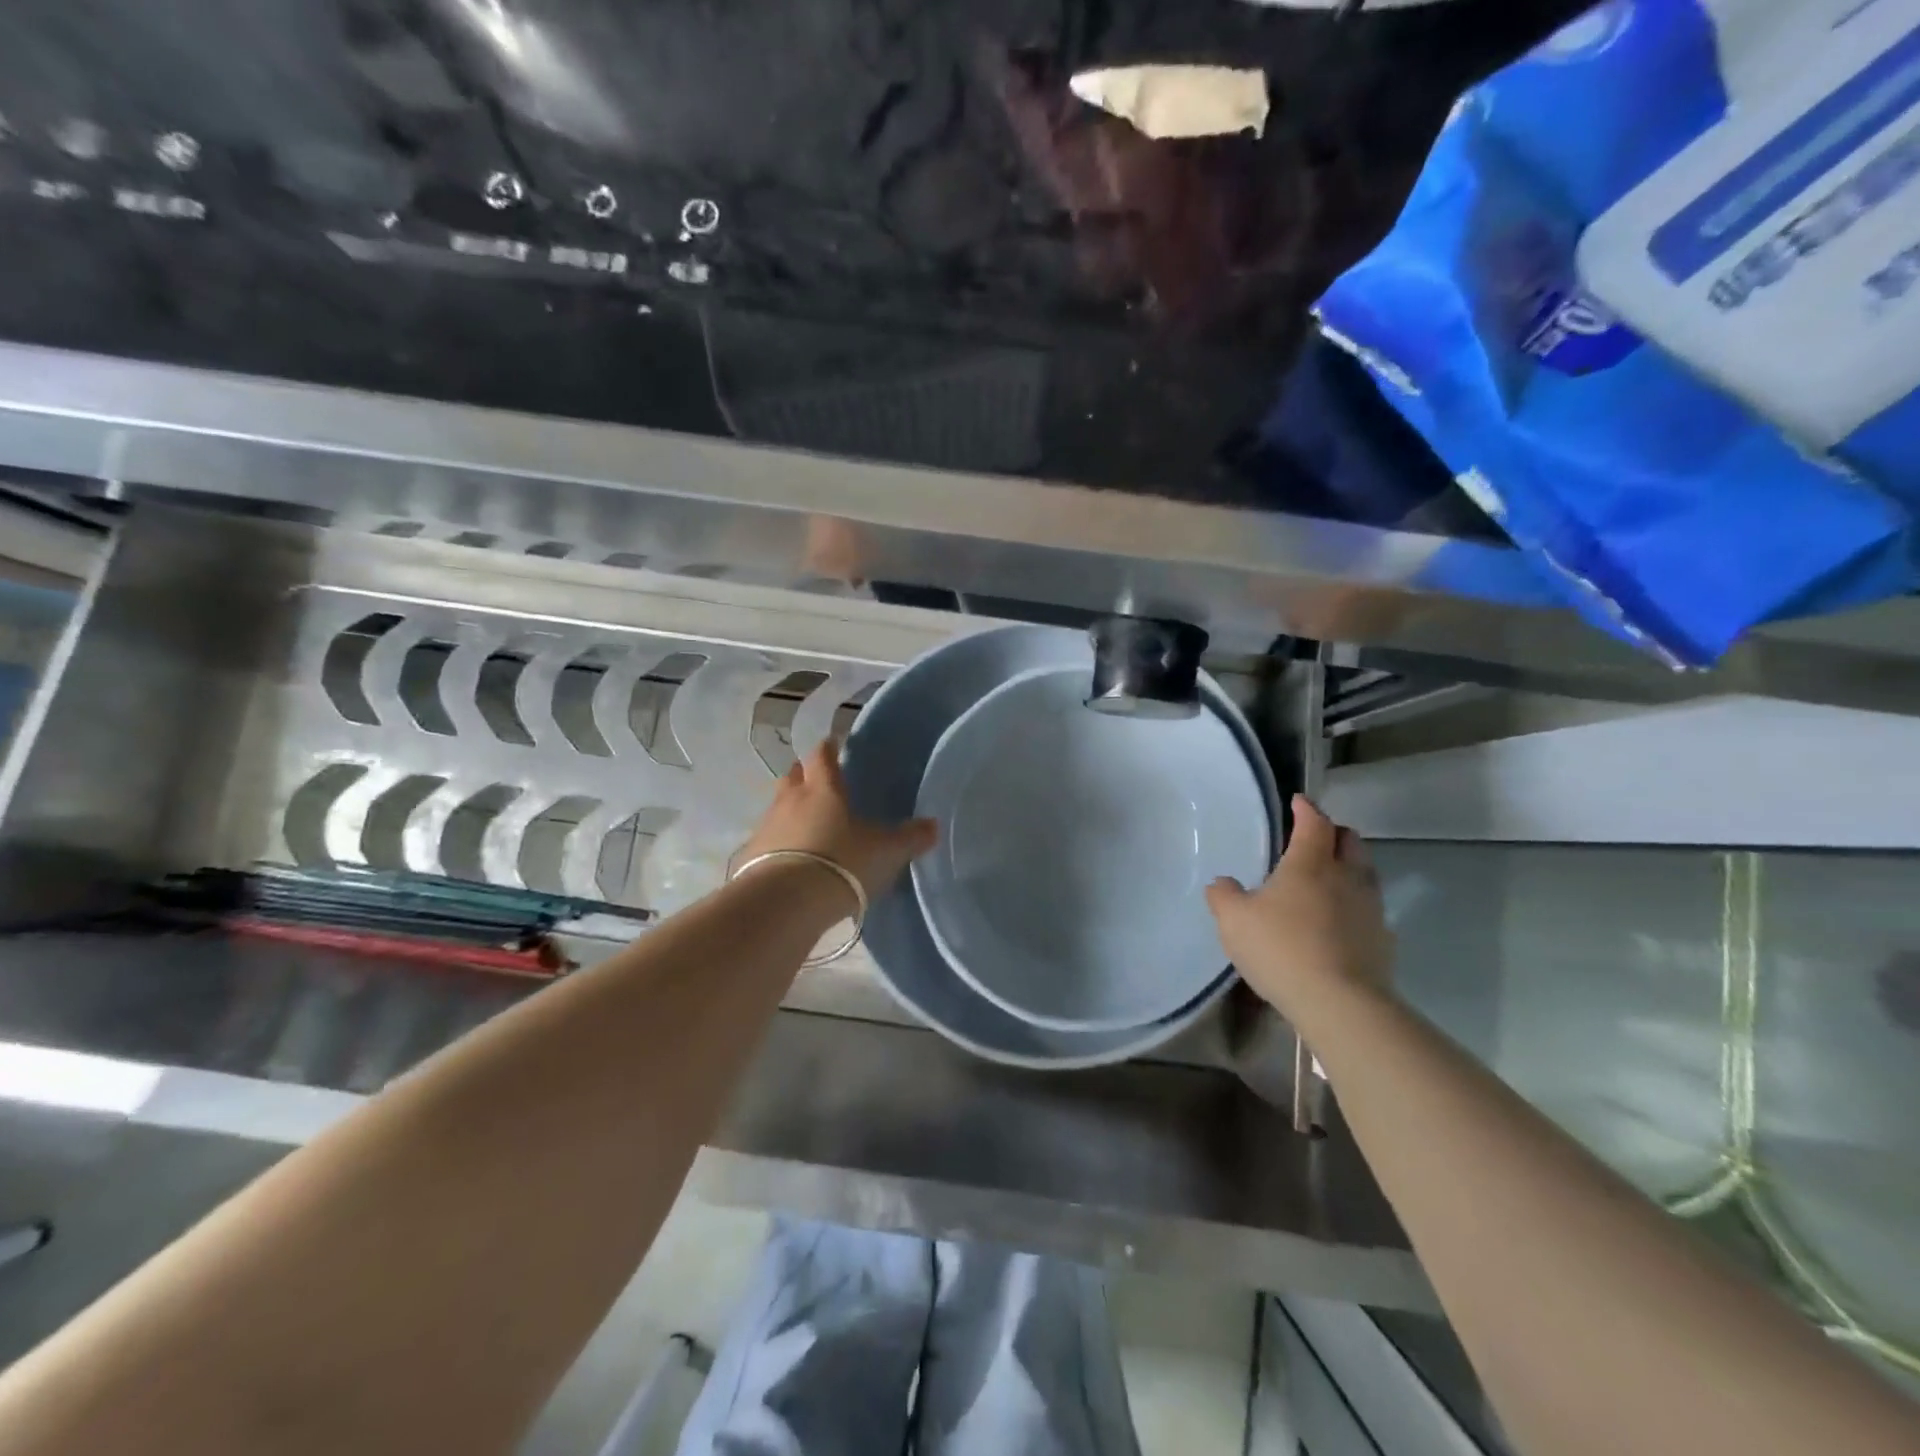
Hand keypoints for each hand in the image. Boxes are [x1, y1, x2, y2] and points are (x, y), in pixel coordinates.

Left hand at [738, 742, 937, 899]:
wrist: (786, 902)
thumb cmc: (842, 863)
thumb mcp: (886, 852)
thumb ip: (910, 838)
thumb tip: (933, 826)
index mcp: (823, 789)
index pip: (822, 755)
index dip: (828, 748)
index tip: (833, 744)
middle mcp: (790, 800)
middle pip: (793, 776)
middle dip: (804, 775)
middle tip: (818, 784)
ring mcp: (766, 828)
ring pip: (777, 808)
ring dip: (789, 812)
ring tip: (806, 827)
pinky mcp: (750, 857)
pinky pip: (766, 842)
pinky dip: (777, 845)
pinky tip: (788, 860)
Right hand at [1206, 795, 1393, 1021]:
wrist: (1340, 1003)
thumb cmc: (1281, 949)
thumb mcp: (1234, 921)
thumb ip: (1224, 896)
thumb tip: (1223, 883)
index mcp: (1310, 863)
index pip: (1314, 822)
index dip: (1306, 809)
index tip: (1298, 802)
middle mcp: (1346, 877)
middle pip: (1350, 840)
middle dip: (1333, 833)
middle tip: (1314, 837)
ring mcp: (1370, 908)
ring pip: (1365, 873)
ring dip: (1348, 867)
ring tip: (1327, 877)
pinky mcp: (1382, 940)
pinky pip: (1369, 909)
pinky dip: (1354, 905)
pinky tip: (1339, 921)